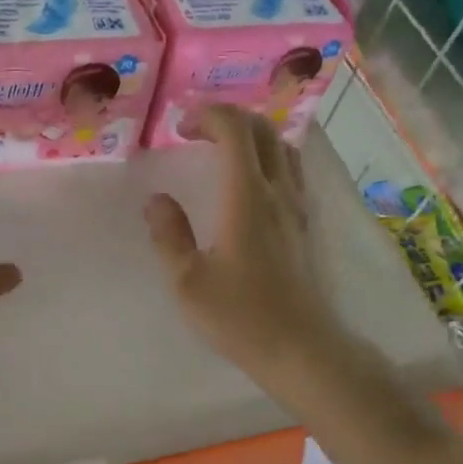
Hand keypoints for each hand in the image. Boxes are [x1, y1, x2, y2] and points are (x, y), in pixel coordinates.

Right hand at [143, 105, 350, 393]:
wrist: (300, 348)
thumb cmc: (240, 317)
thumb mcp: (187, 282)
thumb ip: (169, 235)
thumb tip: (157, 200)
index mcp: (246, 197)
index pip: (235, 130)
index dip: (208, 115)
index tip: (180, 127)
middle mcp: (277, 192)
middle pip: (263, 130)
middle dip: (228, 118)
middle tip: (196, 132)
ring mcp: (297, 207)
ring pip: (282, 148)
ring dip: (252, 136)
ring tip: (222, 151)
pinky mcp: (305, 226)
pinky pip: (291, 171)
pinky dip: (268, 158)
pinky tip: (250, 183)